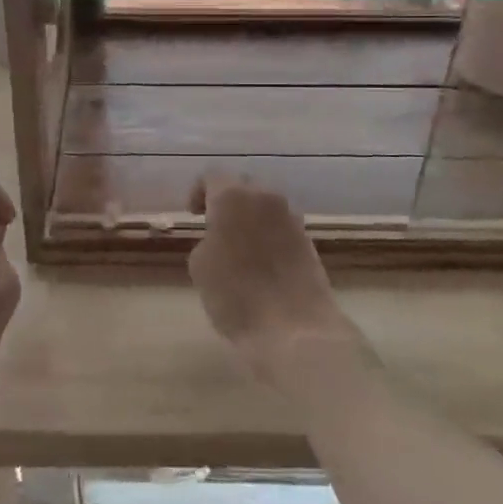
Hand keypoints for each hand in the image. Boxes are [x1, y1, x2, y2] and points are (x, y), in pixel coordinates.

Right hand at [187, 173, 372, 390]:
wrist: (294, 329)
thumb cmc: (235, 296)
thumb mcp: (200, 266)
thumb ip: (207, 239)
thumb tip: (220, 237)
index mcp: (232, 197)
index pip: (213, 175)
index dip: (199, 191)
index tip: (194, 215)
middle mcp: (265, 197)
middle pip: (243, 185)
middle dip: (228, 200)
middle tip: (215, 226)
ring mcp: (291, 217)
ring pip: (266, 205)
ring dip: (251, 217)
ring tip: (240, 246)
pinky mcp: (308, 239)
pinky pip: (282, 226)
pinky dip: (269, 234)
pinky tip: (262, 261)